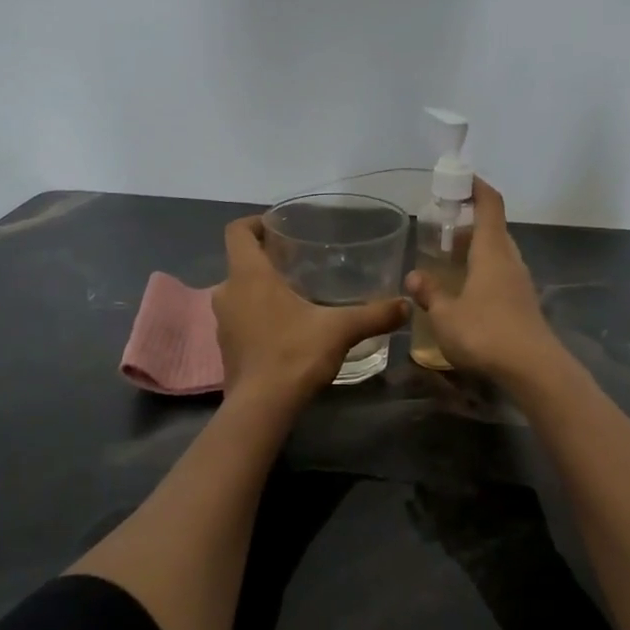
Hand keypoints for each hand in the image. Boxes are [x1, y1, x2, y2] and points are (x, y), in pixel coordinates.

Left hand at [212, 216, 407, 404]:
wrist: (262, 407)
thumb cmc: (294, 354)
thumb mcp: (340, 330)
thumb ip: (374, 314)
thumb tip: (406, 304)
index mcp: (249, 275)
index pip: (237, 231)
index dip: (254, 222)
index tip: (278, 227)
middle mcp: (227, 292)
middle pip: (241, 262)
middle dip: (266, 259)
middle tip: (298, 263)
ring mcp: (223, 322)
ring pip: (240, 293)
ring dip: (261, 290)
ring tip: (296, 295)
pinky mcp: (226, 347)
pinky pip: (241, 319)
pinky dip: (258, 316)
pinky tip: (286, 329)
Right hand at [404, 179, 561, 385]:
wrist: (532, 369)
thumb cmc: (485, 333)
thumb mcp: (445, 315)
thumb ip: (430, 294)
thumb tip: (415, 276)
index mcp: (491, 251)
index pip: (489, 204)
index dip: (476, 187)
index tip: (459, 179)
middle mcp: (510, 260)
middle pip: (493, 230)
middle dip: (470, 225)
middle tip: (443, 232)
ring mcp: (520, 284)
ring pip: (498, 256)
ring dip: (477, 253)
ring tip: (449, 264)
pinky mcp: (524, 306)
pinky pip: (501, 278)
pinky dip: (483, 276)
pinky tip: (466, 295)